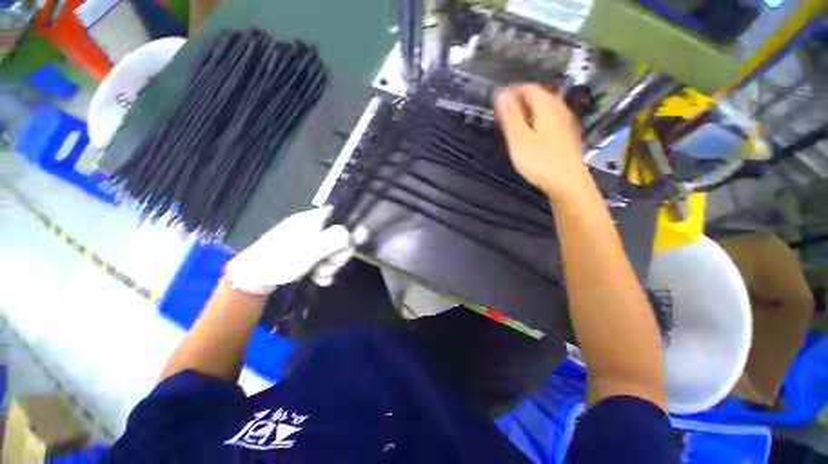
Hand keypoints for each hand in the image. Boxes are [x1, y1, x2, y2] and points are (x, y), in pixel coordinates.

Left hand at [224, 206, 362, 295]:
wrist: (253, 277)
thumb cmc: (281, 259)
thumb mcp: (311, 250)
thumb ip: (335, 239)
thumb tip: (357, 232)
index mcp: (315, 219)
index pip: (342, 217)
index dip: (350, 230)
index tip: (350, 246)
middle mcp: (315, 227)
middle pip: (341, 237)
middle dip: (340, 254)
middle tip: (332, 266)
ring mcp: (311, 242)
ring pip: (334, 251)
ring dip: (332, 266)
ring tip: (322, 276)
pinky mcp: (307, 254)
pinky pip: (324, 259)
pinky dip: (325, 270)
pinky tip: (319, 279)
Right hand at [494, 84, 594, 203]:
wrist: (568, 184)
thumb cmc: (540, 161)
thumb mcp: (519, 139)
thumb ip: (510, 116)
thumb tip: (500, 93)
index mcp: (548, 107)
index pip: (529, 88)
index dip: (512, 91)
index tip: (496, 102)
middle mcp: (559, 110)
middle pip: (538, 97)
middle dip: (519, 101)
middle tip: (502, 115)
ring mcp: (565, 124)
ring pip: (544, 109)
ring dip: (526, 112)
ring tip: (512, 125)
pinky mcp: (565, 137)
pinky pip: (548, 120)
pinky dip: (535, 122)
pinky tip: (529, 135)